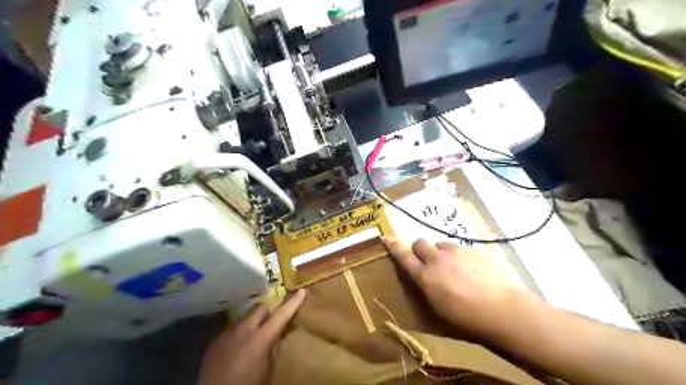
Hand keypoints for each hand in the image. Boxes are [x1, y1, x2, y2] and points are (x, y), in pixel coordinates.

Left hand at [199, 289, 305, 384]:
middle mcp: (244, 329)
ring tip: (256, 331)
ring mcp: (227, 333)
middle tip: (275, 317)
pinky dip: (240, 331)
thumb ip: (274, 348)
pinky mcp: (215, 341)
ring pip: (245, 315)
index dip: (293, 302)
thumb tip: (279, 334)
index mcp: (261, 337)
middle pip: (260, 307)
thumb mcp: (269, 369)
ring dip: (254, 319)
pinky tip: (239, 345)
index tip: (302, 291)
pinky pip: (232, 328)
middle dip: (270, 309)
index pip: (282, 314)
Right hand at [384, 238, 522, 339]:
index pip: (404, 256)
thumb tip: (422, 276)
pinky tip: (470, 269)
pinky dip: (458, 256)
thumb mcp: (437, 307)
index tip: (387, 238)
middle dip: (420, 249)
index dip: (394, 247)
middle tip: (428, 261)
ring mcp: (456, 252)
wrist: (502, 309)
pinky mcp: (473, 249)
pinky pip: (459, 248)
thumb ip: (426, 286)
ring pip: (440, 244)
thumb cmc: (466, 317)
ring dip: (441, 252)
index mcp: (425, 276)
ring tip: (453, 267)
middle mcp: (437, 259)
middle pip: (420, 242)